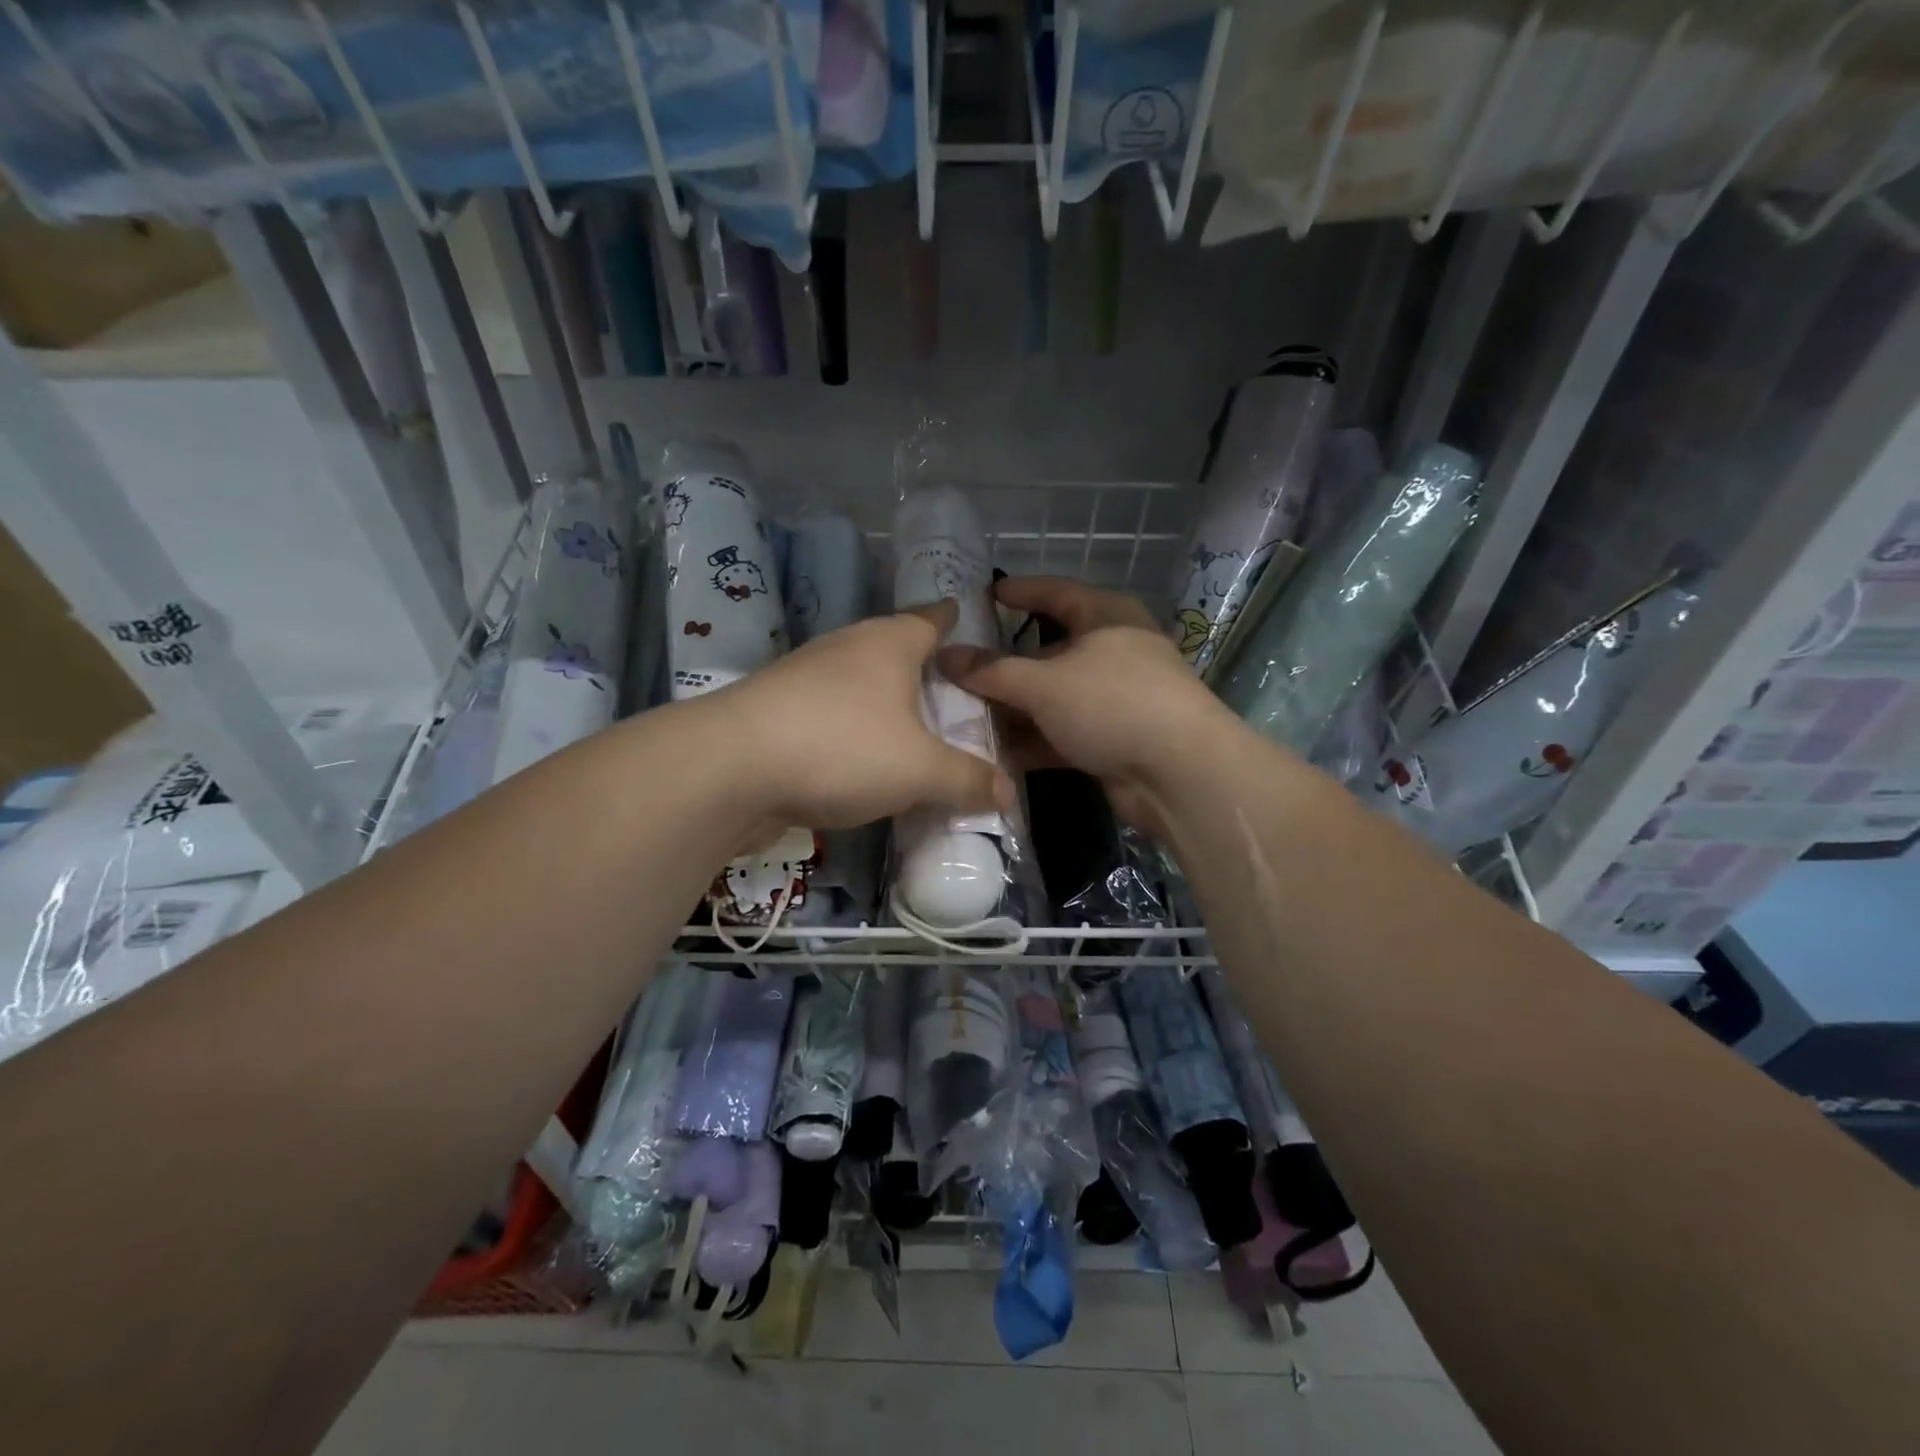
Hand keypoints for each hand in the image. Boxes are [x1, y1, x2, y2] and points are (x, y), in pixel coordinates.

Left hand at [695, 601, 1010, 841]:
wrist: (727, 770)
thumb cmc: (840, 748)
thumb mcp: (919, 770)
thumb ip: (967, 779)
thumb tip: (1007, 793)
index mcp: (888, 643)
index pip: (931, 617)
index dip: (953, 619)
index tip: (968, 621)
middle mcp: (846, 649)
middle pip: (895, 652)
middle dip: (924, 672)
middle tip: (956, 701)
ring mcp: (805, 680)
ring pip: (861, 687)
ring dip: (887, 708)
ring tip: (916, 736)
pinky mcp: (777, 714)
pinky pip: (833, 718)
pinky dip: (855, 735)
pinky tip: (865, 766)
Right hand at [949, 576, 1243, 834]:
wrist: (1179, 775)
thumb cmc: (1113, 704)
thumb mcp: (1045, 683)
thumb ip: (992, 671)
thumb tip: (945, 656)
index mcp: (1106, 617)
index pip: (1056, 593)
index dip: (1020, 592)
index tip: (985, 595)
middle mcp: (1113, 652)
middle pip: (1049, 651)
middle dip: (1005, 664)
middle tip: (960, 669)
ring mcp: (1115, 699)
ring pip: (1053, 697)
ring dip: (1014, 708)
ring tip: (964, 714)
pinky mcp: (1113, 740)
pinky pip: (1063, 733)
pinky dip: (1033, 740)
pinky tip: (994, 753)